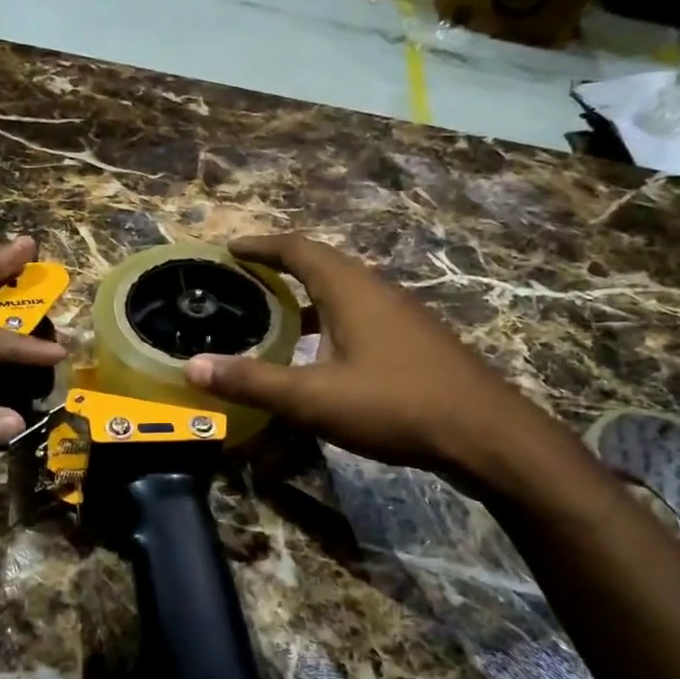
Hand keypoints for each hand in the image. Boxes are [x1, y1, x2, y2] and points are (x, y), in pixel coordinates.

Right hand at [185, 235, 589, 500]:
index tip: (227, 249)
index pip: (296, 248)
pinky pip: (359, 314)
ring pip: (342, 291)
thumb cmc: (395, 404)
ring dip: (304, 296)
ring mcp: (400, 313)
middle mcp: (376, 289)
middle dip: (278, 267)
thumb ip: (253, 381)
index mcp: (350, 288)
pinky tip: (319, 355)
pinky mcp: (413, 339)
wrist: (485, 433)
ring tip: (271, 315)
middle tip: (241, 282)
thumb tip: (194, 367)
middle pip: (320, 263)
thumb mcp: (314, 398)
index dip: (259, 245)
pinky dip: (328, 320)